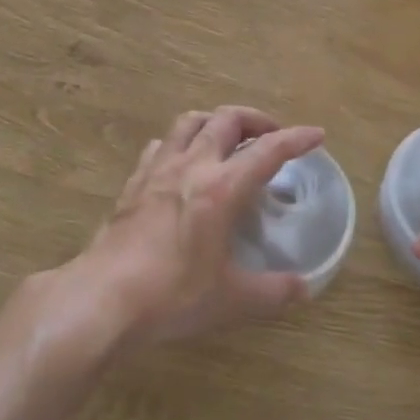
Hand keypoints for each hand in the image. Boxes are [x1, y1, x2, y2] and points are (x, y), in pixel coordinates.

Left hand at [71, 107, 322, 349]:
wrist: (102, 298)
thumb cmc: (172, 295)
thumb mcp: (230, 300)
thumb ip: (272, 292)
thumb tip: (304, 289)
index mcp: (222, 188)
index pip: (268, 150)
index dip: (296, 138)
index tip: (316, 134)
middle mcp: (192, 166)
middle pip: (227, 119)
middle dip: (255, 119)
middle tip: (271, 135)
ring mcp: (158, 170)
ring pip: (190, 122)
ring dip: (215, 121)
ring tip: (228, 138)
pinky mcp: (134, 183)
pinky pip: (161, 145)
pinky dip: (180, 142)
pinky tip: (182, 161)